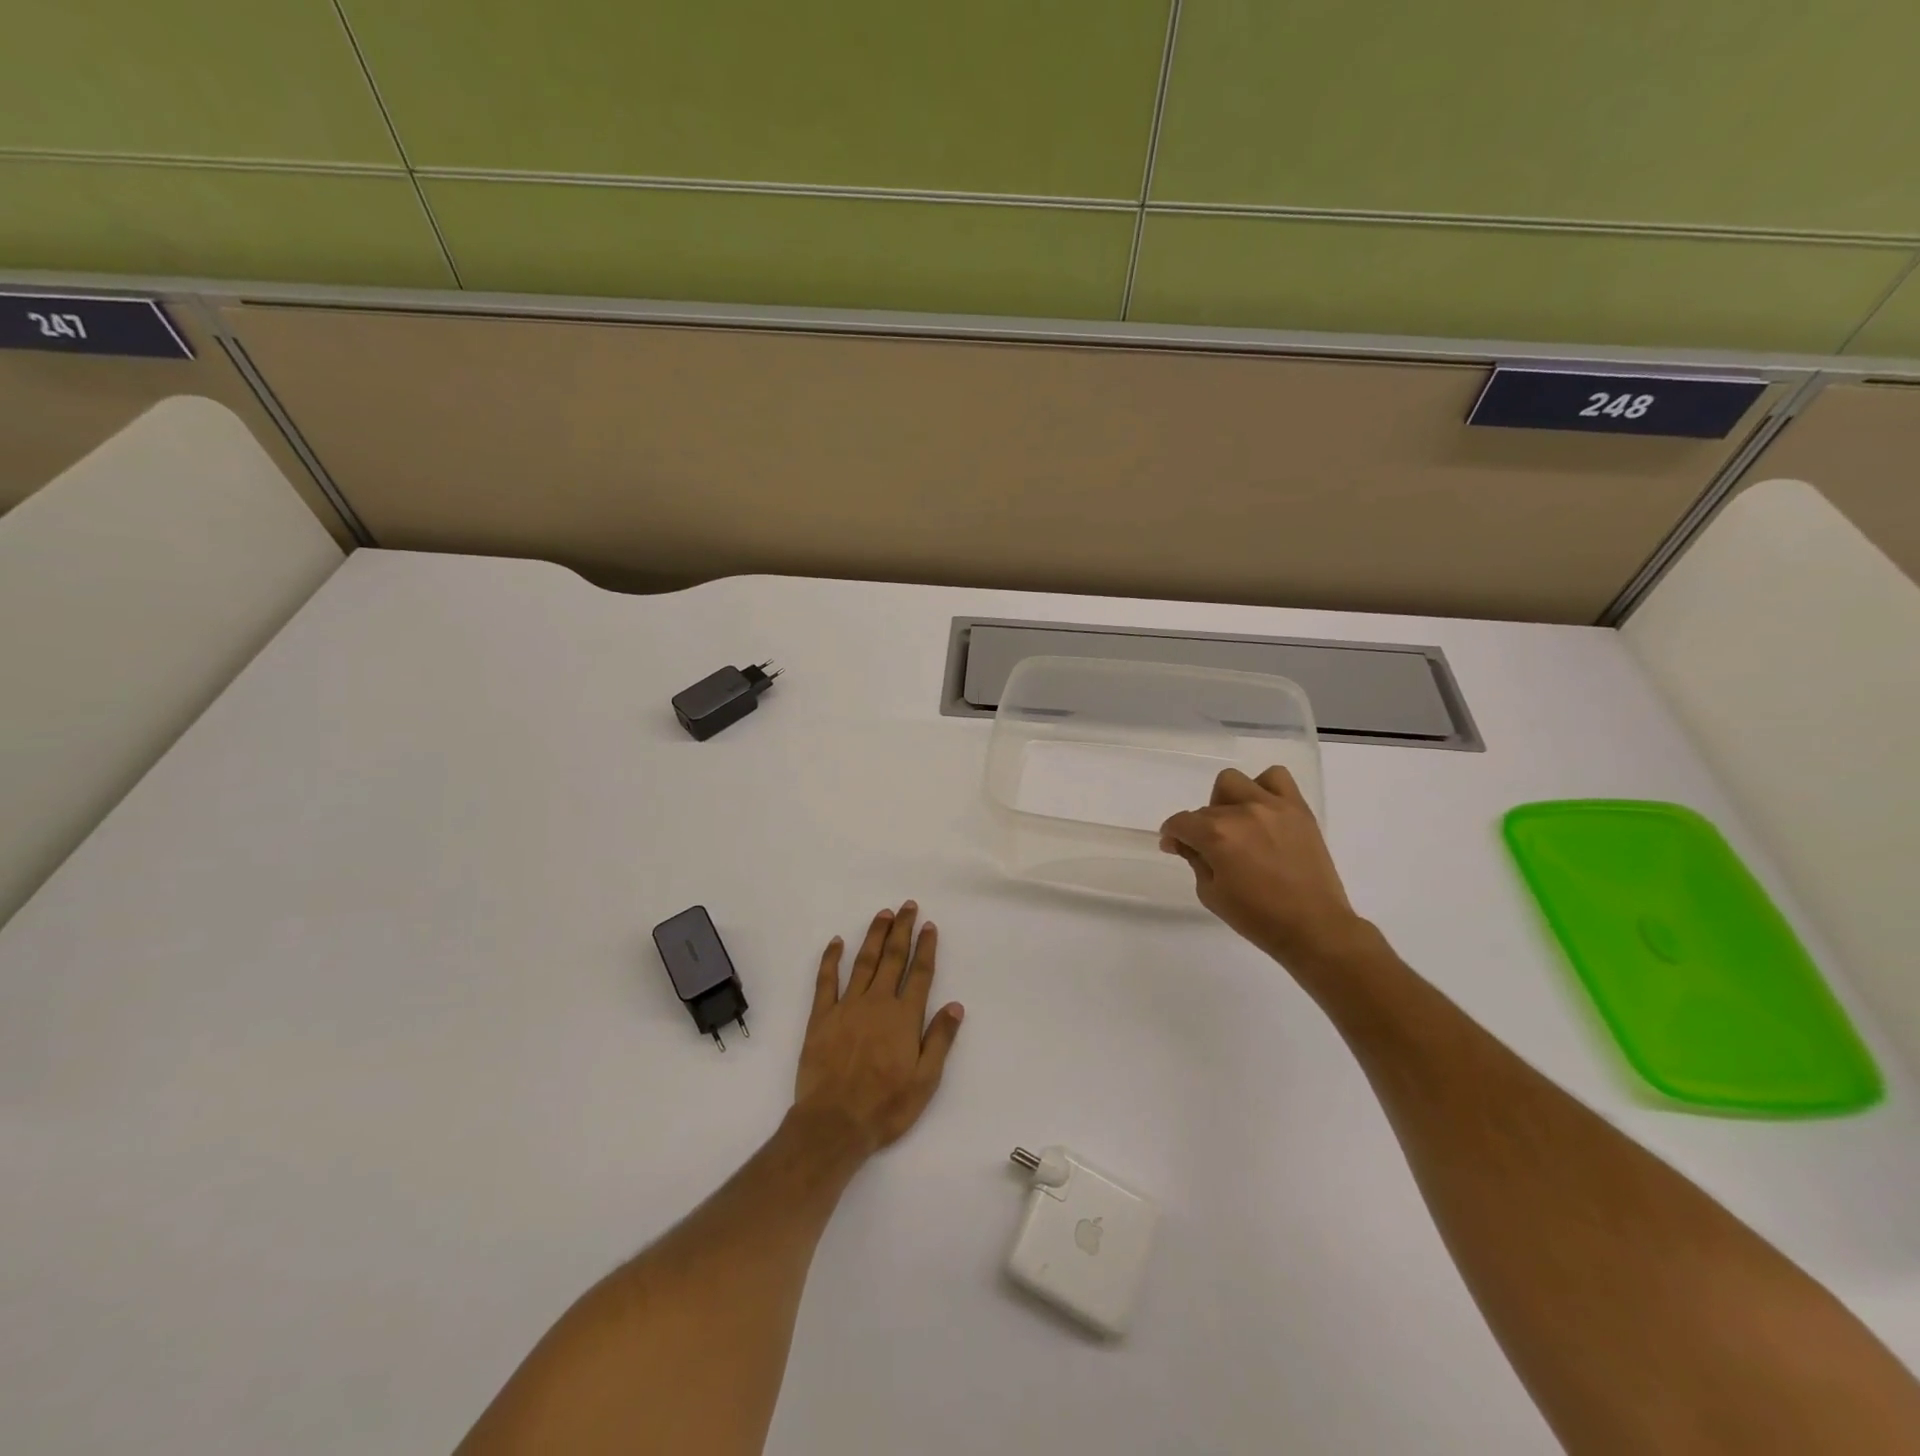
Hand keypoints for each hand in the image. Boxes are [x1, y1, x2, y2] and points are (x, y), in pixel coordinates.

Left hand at [793, 901, 963, 1156]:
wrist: (834, 1122)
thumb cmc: (886, 1106)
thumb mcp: (925, 1080)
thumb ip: (940, 1040)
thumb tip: (955, 1006)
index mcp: (904, 1017)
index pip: (919, 974)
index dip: (926, 948)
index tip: (929, 926)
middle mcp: (877, 1003)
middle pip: (893, 958)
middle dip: (902, 930)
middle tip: (908, 906)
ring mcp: (847, 1006)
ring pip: (864, 962)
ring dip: (875, 936)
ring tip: (883, 914)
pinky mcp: (821, 1016)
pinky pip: (826, 980)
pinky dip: (831, 959)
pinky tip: (837, 942)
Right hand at [1159, 767, 1366, 969]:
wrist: (1313, 927)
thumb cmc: (1257, 917)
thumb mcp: (1210, 893)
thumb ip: (1194, 860)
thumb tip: (1182, 842)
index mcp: (1216, 836)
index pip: (1181, 822)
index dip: (1172, 835)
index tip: (1176, 847)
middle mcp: (1242, 812)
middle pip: (1206, 808)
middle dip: (1201, 828)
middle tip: (1211, 849)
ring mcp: (1272, 807)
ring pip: (1234, 782)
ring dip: (1227, 801)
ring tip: (1237, 824)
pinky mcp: (1297, 809)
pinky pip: (1276, 777)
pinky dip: (1264, 788)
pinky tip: (1264, 812)